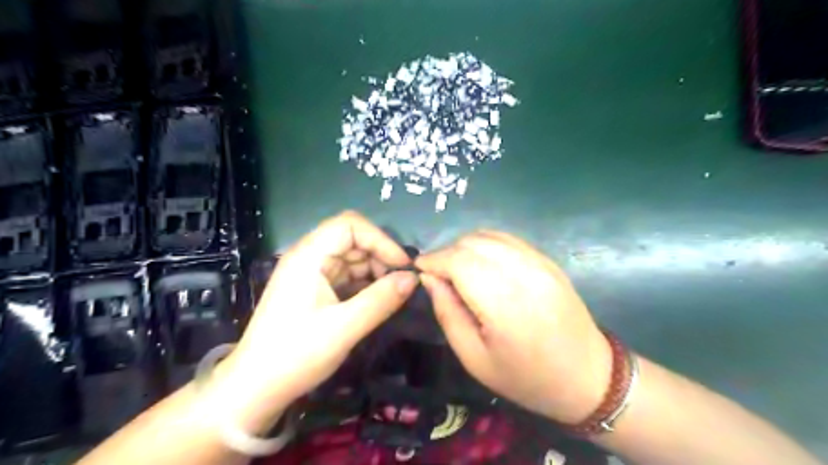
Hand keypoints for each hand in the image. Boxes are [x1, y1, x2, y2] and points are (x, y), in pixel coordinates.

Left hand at [219, 210, 416, 421]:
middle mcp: (309, 257)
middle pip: (352, 239)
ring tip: (394, 293)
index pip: (350, 225)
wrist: (255, 388)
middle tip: (402, 282)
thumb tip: (413, 279)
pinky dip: (365, 284)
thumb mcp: (344, 328)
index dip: (380, 240)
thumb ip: (381, 300)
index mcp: (309, 256)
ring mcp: (311, 273)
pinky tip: (378, 300)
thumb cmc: (295, 355)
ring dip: (375, 271)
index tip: (402, 266)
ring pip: (352, 258)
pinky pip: (346, 276)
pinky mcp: (314, 290)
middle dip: (380, 256)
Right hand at [418, 231, 609, 422]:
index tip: (419, 270)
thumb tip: (428, 278)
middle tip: (438, 275)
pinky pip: (508, 239)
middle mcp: (524, 274)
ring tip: (457, 269)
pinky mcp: (548, 260)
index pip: (458, 261)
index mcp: (504, 304)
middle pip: (472, 243)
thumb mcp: (474, 358)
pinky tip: (482, 264)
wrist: (586, 375)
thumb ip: (447, 313)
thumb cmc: (525, 377)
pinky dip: (486, 244)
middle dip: (447, 253)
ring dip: (465, 247)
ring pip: (489, 235)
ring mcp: (540, 262)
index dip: (433, 260)